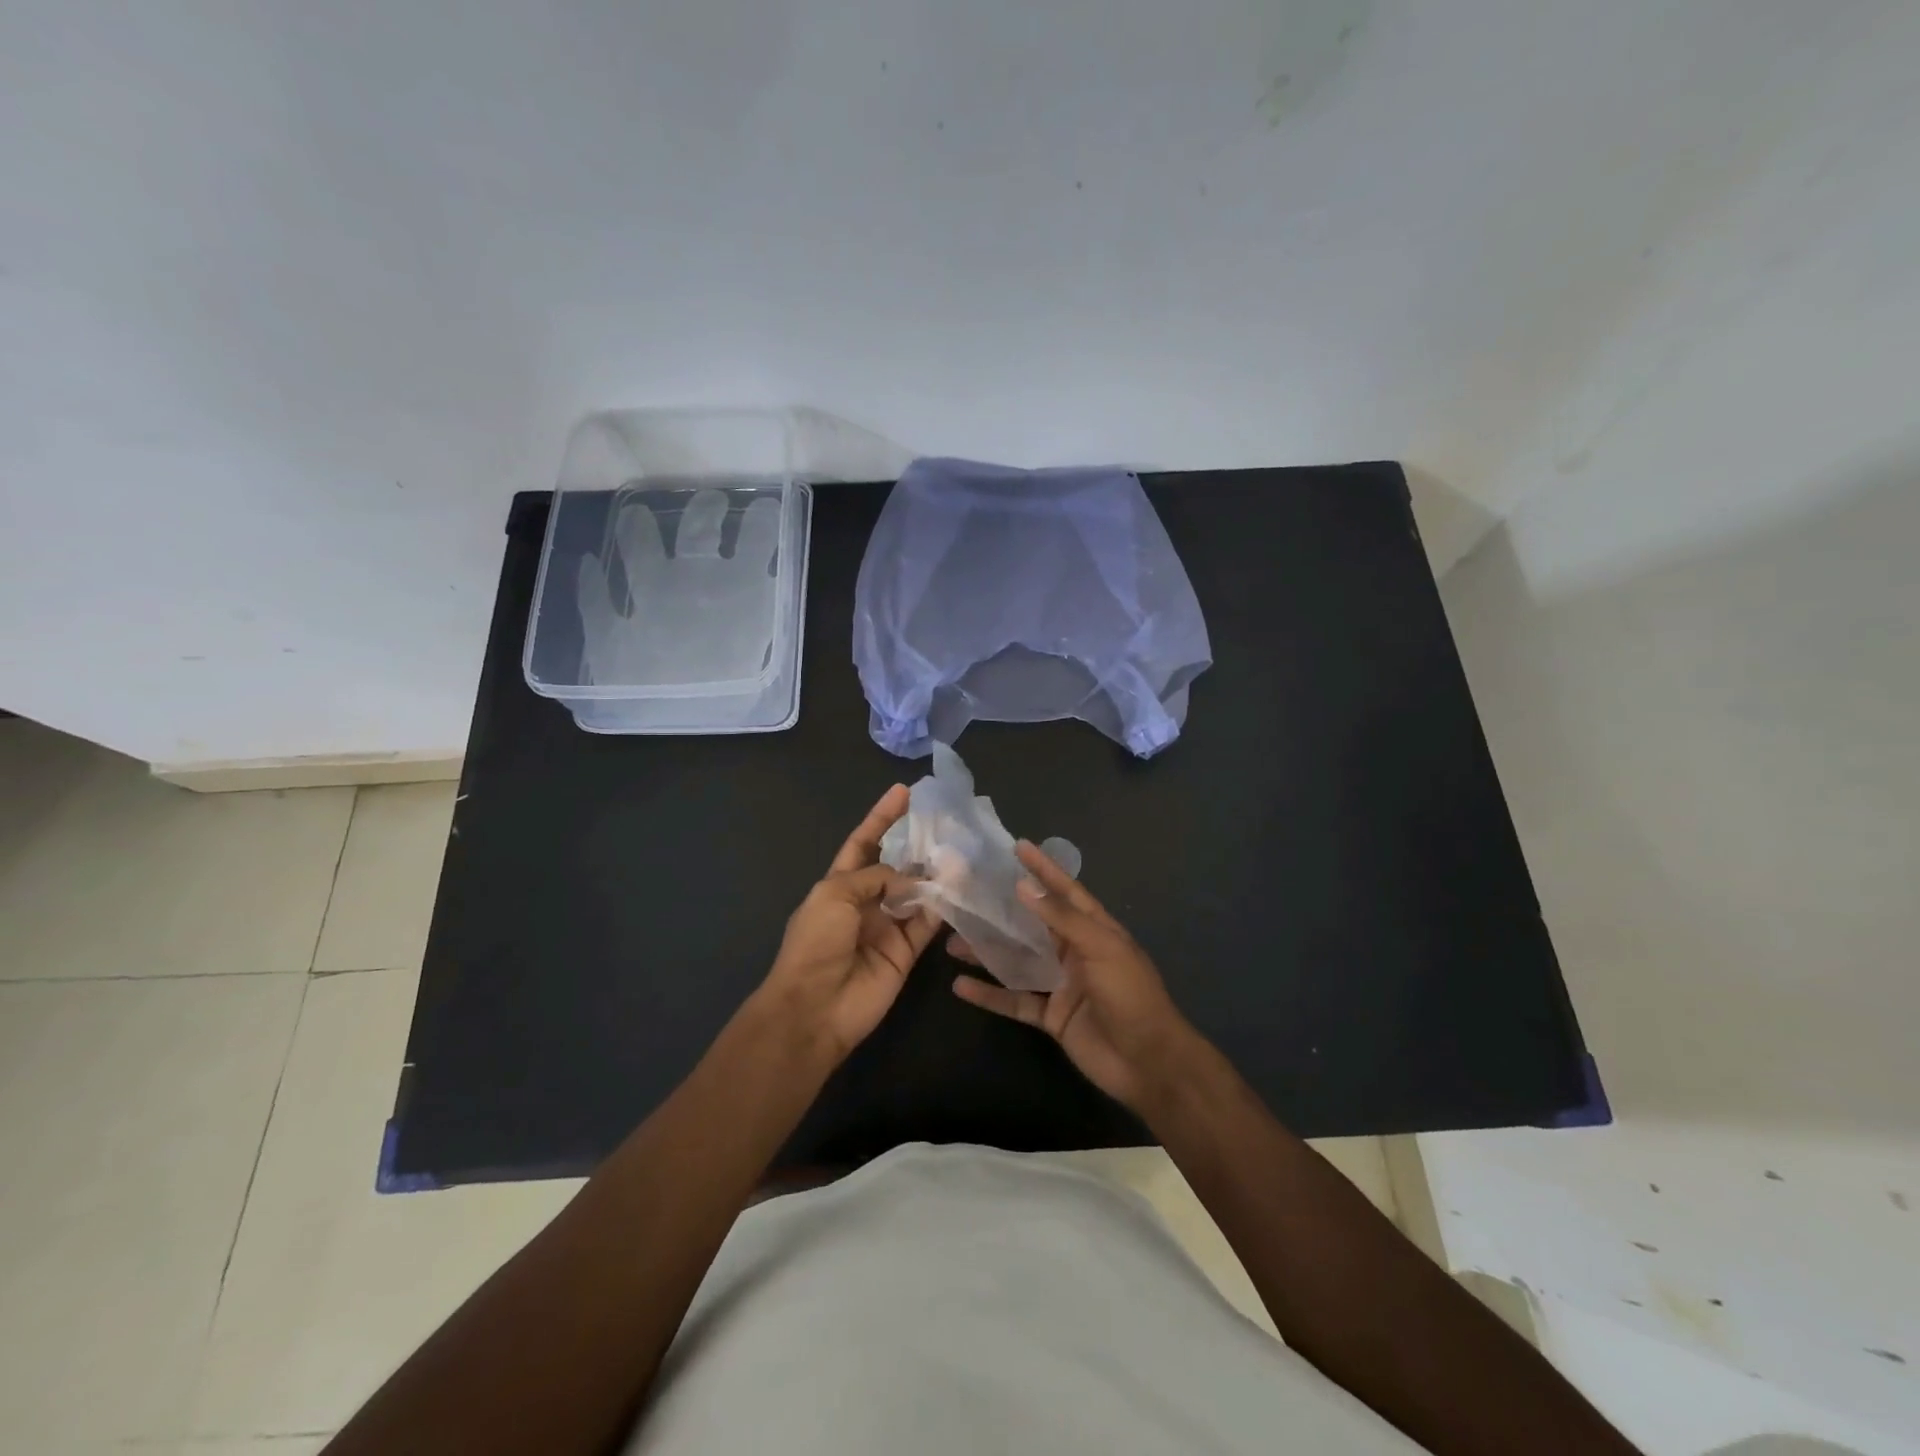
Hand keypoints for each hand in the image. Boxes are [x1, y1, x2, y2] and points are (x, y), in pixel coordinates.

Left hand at [758, 785, 939, 1059]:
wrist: (815, 1008)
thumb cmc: (815, 943)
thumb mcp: (835, 895)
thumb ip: (875, 877)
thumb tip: (910, 879)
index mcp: (839, 885)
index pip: (863, 843)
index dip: (881, 818)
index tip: (904, 792)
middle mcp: (866, 902)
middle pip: (896, 866)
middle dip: (917, 845)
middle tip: (947, 822)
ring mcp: (887, 927)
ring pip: (917, 893)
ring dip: (936, 874)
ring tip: (961, 850)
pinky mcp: (906, 952)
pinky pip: (928, 923)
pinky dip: (943, 906)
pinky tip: (959, 887)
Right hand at [950, 841, 1206, 1113]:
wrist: (1148, 1063)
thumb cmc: (1130, 995)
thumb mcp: (1100, 948)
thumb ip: (1061, 918)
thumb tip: (1024, 886)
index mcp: (1095, 930)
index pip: (1065, 891)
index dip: (1043, 869)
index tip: (1018, 847)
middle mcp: (1075, 952)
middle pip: (1033, 925)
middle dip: (1003, 911)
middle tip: (969, 894)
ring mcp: (1061, 984)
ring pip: (1018, 961)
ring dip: (988, 952)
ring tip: (952, 940)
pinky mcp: (1050, 1016)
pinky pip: (1014, 1000)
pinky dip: (989, 994)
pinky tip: (960, 986)